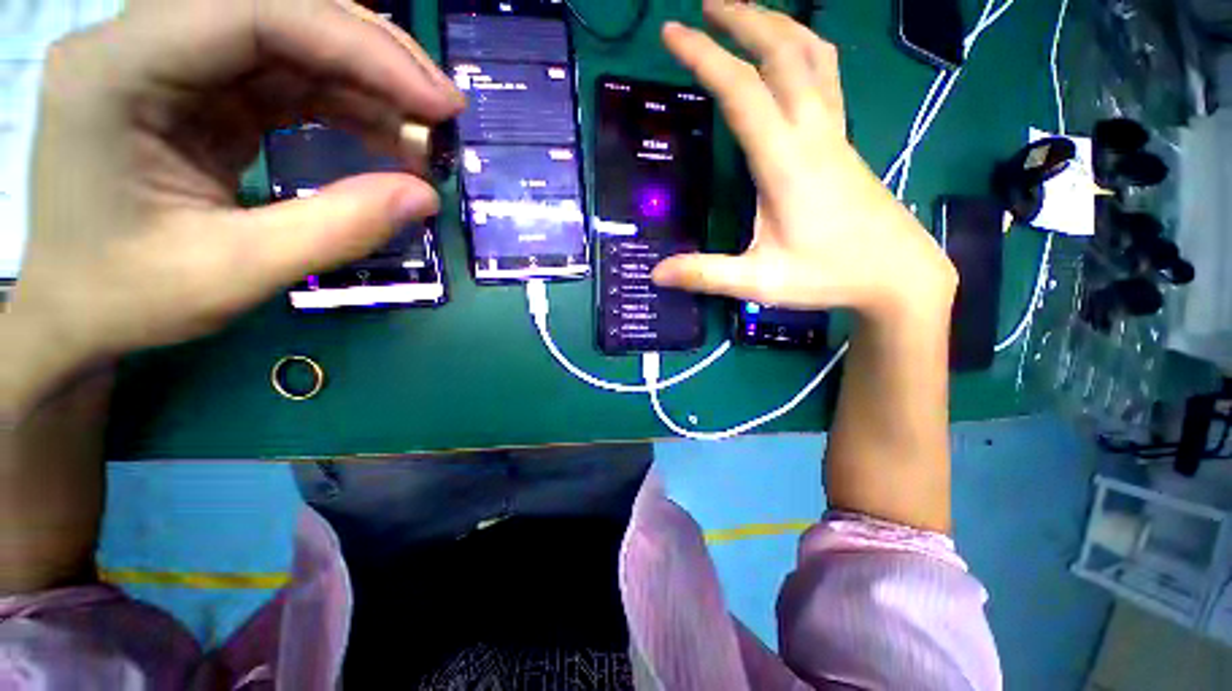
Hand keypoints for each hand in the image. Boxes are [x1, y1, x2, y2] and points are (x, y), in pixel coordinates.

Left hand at [4, 0, 462, 406]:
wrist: (79, 309)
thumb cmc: (128, 296)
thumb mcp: (234, 273)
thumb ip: (335, 229)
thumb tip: (425, 196)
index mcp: (118, 71)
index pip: (254, 14)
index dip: (359, 48)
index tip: (436, 103)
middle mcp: (141, 42)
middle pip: (278, 9)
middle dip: (374, 56)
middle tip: (444, 110)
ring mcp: (174, 61)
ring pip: (292, 39)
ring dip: (369, 83)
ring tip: (425, 134)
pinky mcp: (202, 89)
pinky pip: (288, 76)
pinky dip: (347, 104)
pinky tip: (387, 138)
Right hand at [652, 1, 954, 316]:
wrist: (898, 274)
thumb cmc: (828, 276)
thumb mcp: (760, 283)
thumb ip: (707, 274)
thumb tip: (655, 274)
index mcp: (787, 162)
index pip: (742, 92)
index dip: (704, 57)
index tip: (671, 32)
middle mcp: (813, 133)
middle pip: (782, 52)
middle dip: (742, 19)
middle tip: (706, 4)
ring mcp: (835, 133)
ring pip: (812, 56)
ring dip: (777, 26)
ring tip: (745, 15)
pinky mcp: (844, 143)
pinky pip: (826, 76)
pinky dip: (803, 50)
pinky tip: (790, 56)